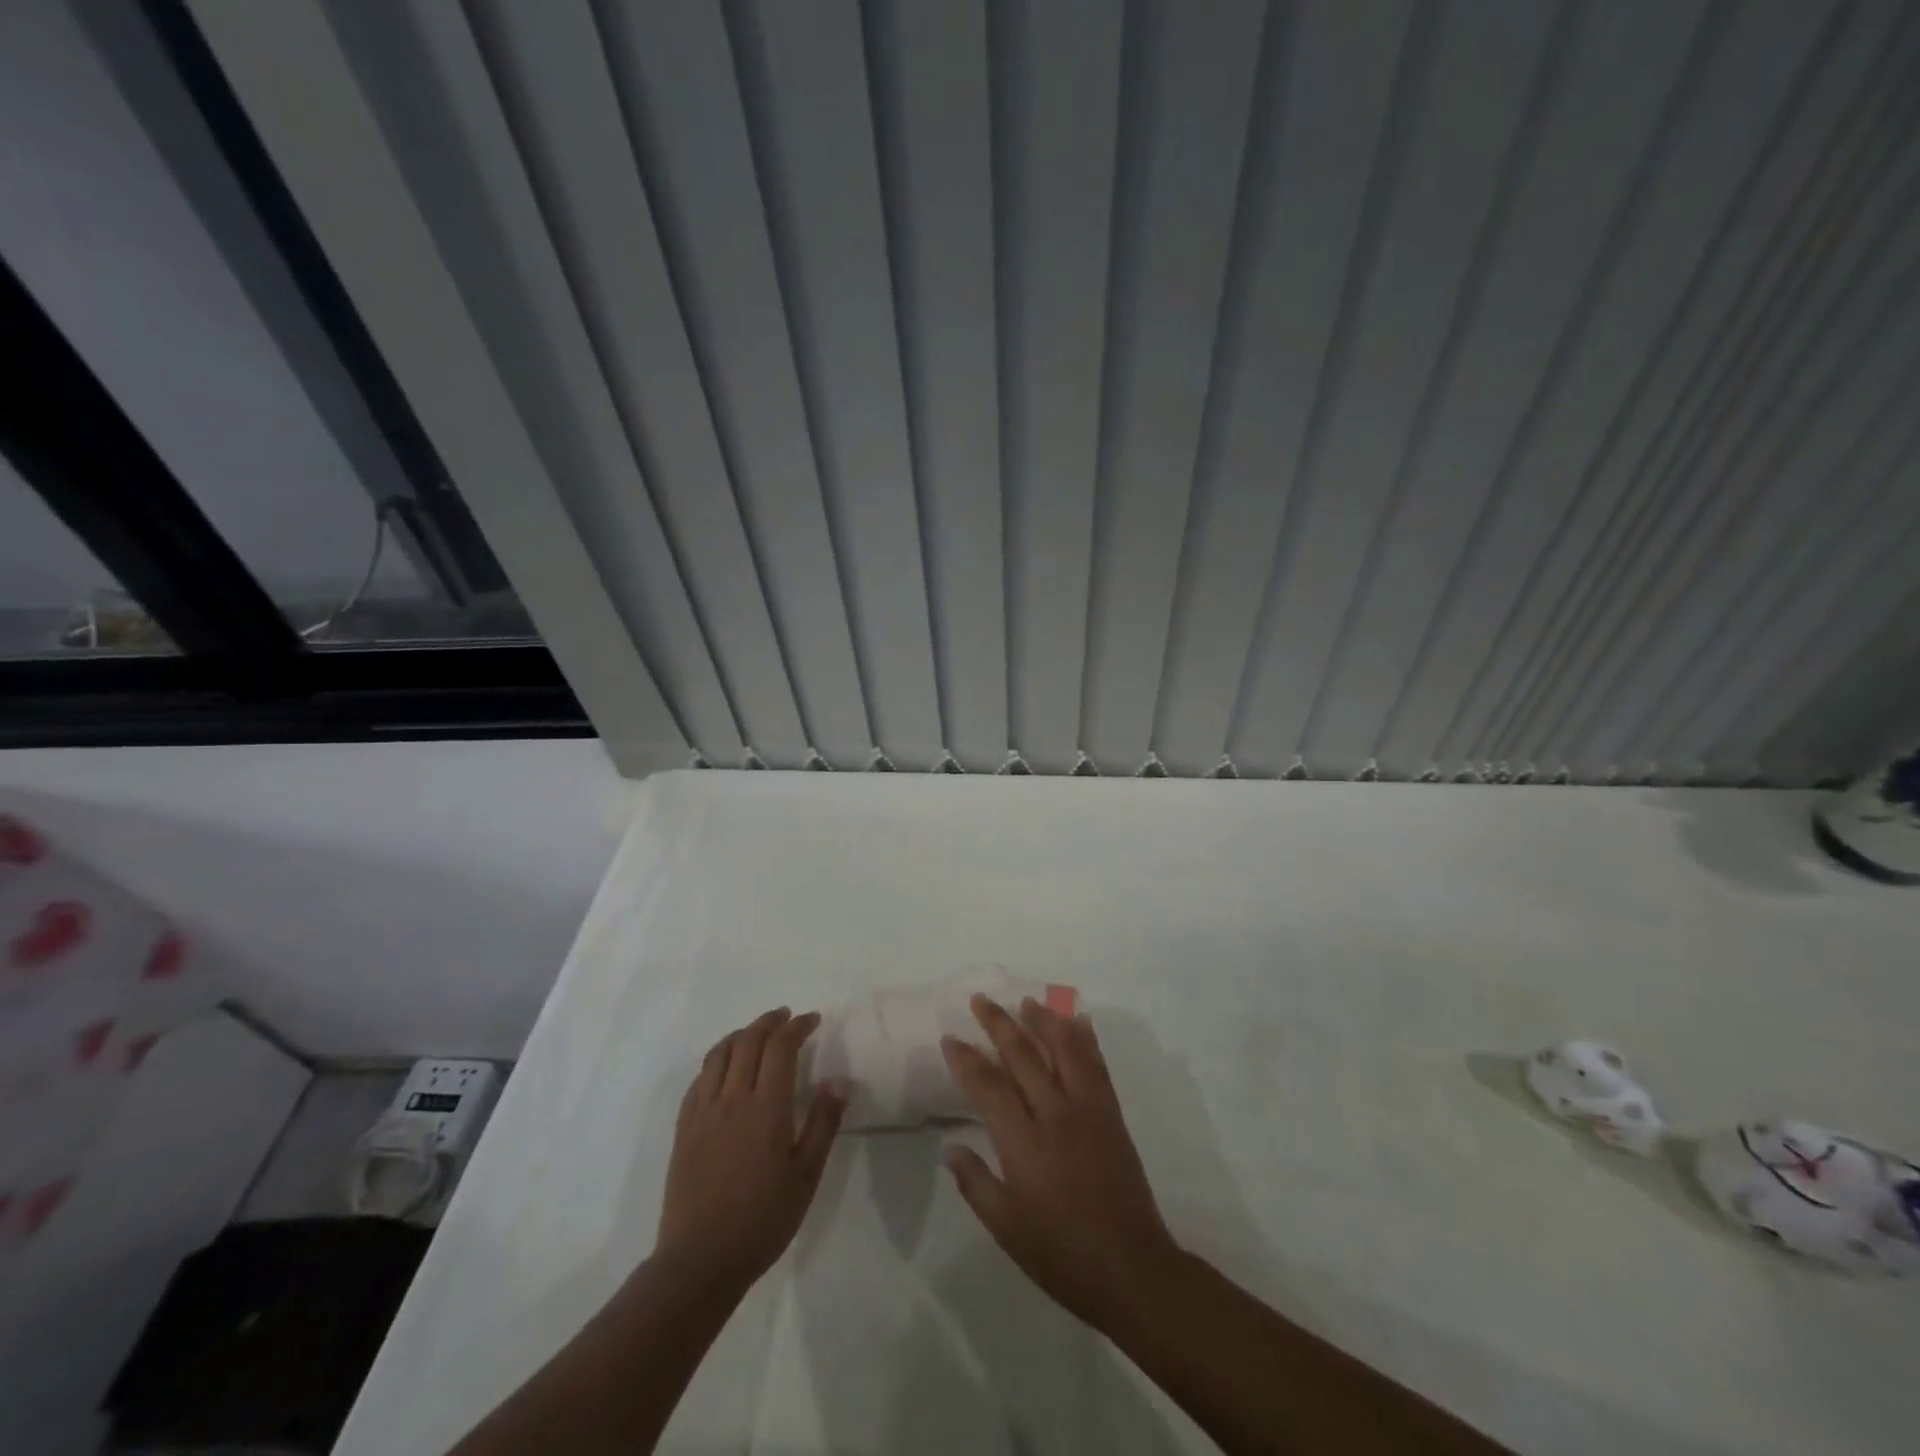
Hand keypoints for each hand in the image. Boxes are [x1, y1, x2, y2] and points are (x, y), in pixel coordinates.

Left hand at [656, 1008, 846, 1292]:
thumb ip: (822, 1123)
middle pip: (749, 1041)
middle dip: (770, 1022)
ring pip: (720, 1053)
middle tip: (788, 1018)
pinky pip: (699, 1078)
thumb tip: (838, 1079)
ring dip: (742, 1034)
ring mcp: (703, 1112)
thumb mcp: (806, 1175)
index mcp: (766, 1108)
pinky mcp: (683, 1128)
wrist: (700, 1261)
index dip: (797, 1027)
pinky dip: (717, 1060)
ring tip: (758, 1034)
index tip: (812, 1020)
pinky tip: (726, 1068)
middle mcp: (732, 1099)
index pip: (781, 1047)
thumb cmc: (763, 1219)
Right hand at [940, 995, 1182, 1334]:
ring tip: (1026, 1001)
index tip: (950, 1038)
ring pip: (1064, 1050)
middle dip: (998, 1024)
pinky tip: (1079, 1022)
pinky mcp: (1112, 1114)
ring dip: (1044, 1020)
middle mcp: (1055, 1114)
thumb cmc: (1062, 1254)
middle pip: (1023, 1056)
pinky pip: (1097, 1066)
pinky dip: (1086, 1039)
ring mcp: (1088, 1110)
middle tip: (980, 1000)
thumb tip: (950, 1148)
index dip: (967, 1060)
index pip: (988, 1086)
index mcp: (1024, 1143)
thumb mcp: (1007, 1229)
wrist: (1132, 1269)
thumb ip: (976, 1184)